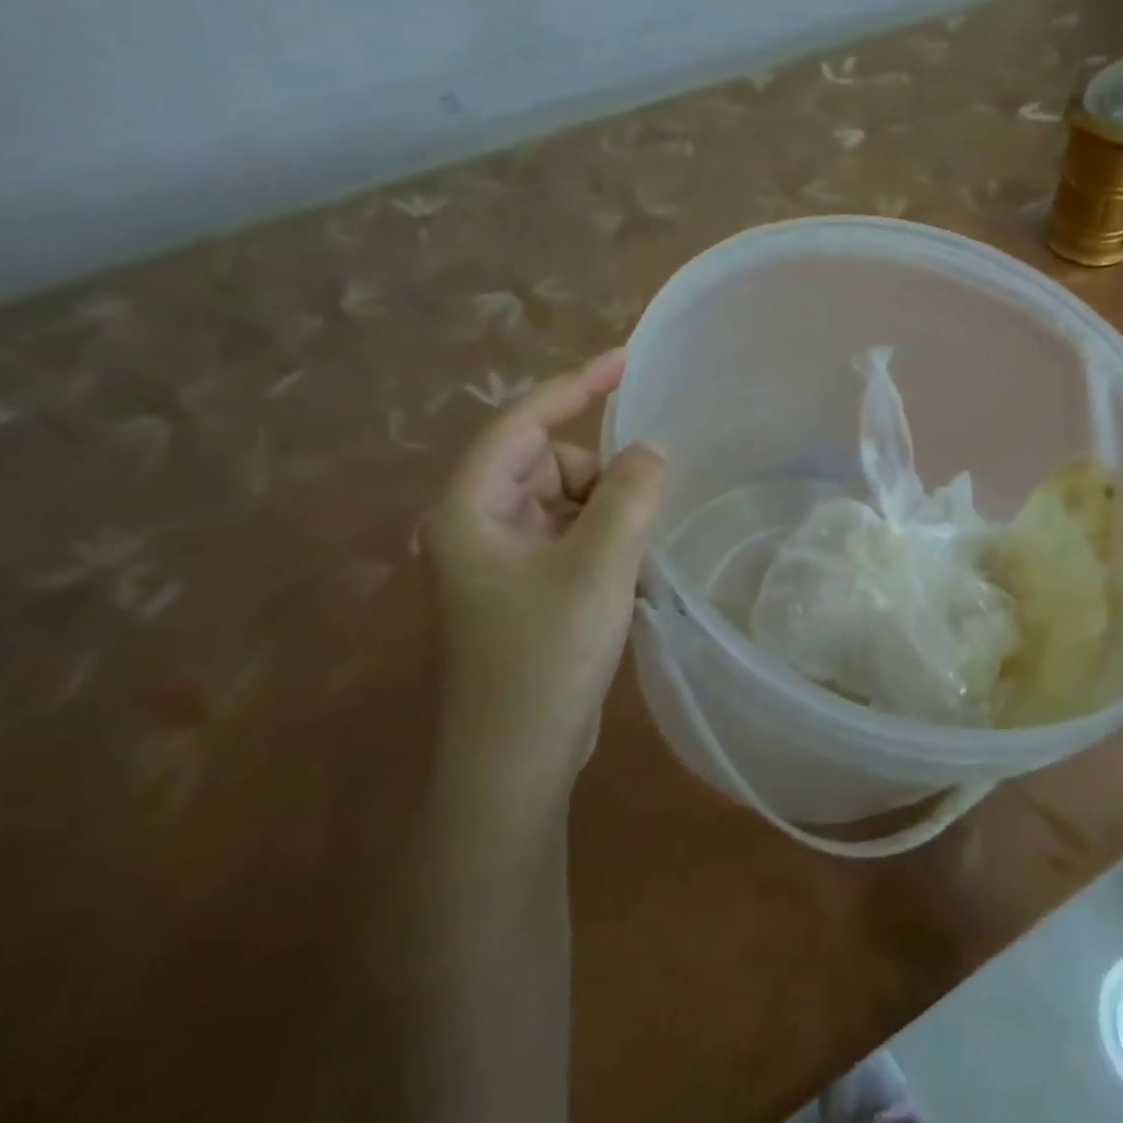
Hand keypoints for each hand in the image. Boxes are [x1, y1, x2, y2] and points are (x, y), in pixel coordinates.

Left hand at [426, 350, 666, 806]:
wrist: (515, 762)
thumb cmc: (545, 656)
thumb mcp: (598, 566)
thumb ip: (630, 494)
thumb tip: (651, 451)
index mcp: (471, 507)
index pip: (523, 421)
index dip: (575, 385)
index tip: (626, 360)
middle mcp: (478, 523)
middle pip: (550, 462)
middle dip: (600, 476)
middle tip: (640, 517)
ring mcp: (502, 558)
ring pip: (567, 500)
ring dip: (609, 513)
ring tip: (633, 559)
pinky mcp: (525, 586)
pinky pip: (572, 534)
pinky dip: (605, 540)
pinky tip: (627, 576)